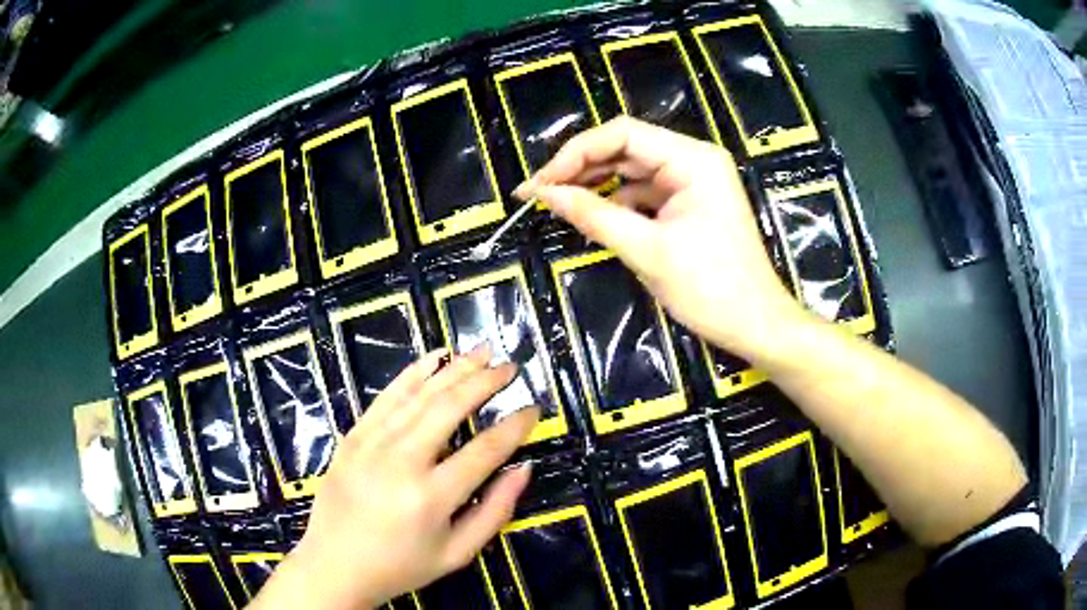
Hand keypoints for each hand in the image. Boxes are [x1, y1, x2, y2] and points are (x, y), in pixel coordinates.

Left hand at [251, 345, 538, 609]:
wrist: (335, 565)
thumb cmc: (401, 566)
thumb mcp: (457, 553)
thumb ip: (495, 511)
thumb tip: (523, 468)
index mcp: (430, 498)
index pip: (484, 450)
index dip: (514, 426)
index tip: (534, 408)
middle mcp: (401, 462)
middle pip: (450, 408)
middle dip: (485, 382)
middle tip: (510, 366)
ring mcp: (371, 444)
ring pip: (419, 395)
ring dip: (455, 369)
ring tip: (483, 351)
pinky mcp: (353, 437)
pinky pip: (387, 397)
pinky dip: (413, 373)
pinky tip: (435, 357)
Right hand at [515, 116, 804, 358]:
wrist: (757, 326)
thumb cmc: (711, 290)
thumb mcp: (647, 251)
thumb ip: (594, 215)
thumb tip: (544, 194)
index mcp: (693, 160)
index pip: (622, 134)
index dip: (575, 154)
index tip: (539, 184)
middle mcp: (694, 160)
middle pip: (626, 147)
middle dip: (581, 167)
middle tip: (538, 194)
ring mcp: (694, 181)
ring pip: (632, 170)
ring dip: (595, 183)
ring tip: (556, 202)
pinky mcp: (690, 204)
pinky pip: (645, 192)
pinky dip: (617, 201)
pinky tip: (592, 215)